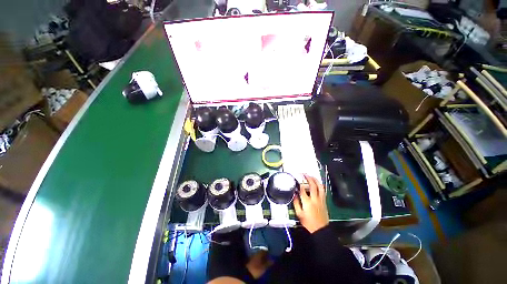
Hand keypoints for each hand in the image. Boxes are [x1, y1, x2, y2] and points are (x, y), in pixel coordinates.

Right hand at [293, 174, 328, 233]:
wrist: (321, 230)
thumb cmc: (309, 223)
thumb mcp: (299, 214)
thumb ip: (296, 203)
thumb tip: (294, 194)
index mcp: (307, 202)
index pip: (303, 189)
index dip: (299, 183)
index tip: (297, 179)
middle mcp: (315, 199)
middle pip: (312, 186)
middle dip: (308, 178)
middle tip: (304, 174)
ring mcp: (321, 200)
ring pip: (320, 187)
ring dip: (316, 180)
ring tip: (312, 176)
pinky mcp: (324, 202)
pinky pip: (323, 191)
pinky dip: (320, 186)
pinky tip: (318, 183)